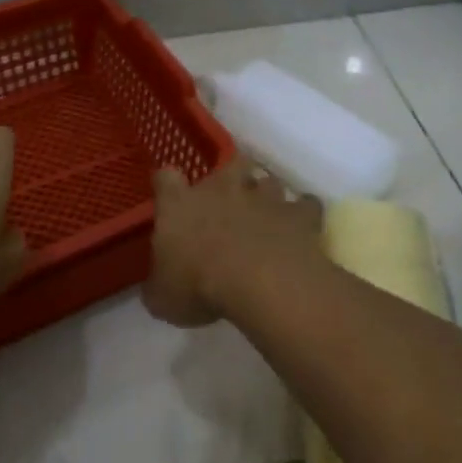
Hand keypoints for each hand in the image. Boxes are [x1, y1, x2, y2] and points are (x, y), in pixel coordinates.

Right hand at [144, 157, 322, 327]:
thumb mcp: (163, 299)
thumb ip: (159, 286)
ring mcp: (264, 198)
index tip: (169, 190)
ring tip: (268, 213)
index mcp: (180, 205)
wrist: (259, 282)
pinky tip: (303, 226)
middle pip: (229, 164)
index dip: (167, 183)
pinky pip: (305, 205)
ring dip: (268, 194)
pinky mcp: (297, 214)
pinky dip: (304, 212)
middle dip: (231, 177)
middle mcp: (222, 190)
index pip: (166, 178)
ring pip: (268, 181)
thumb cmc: (200, 287)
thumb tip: (156, 288)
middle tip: (230, 198)